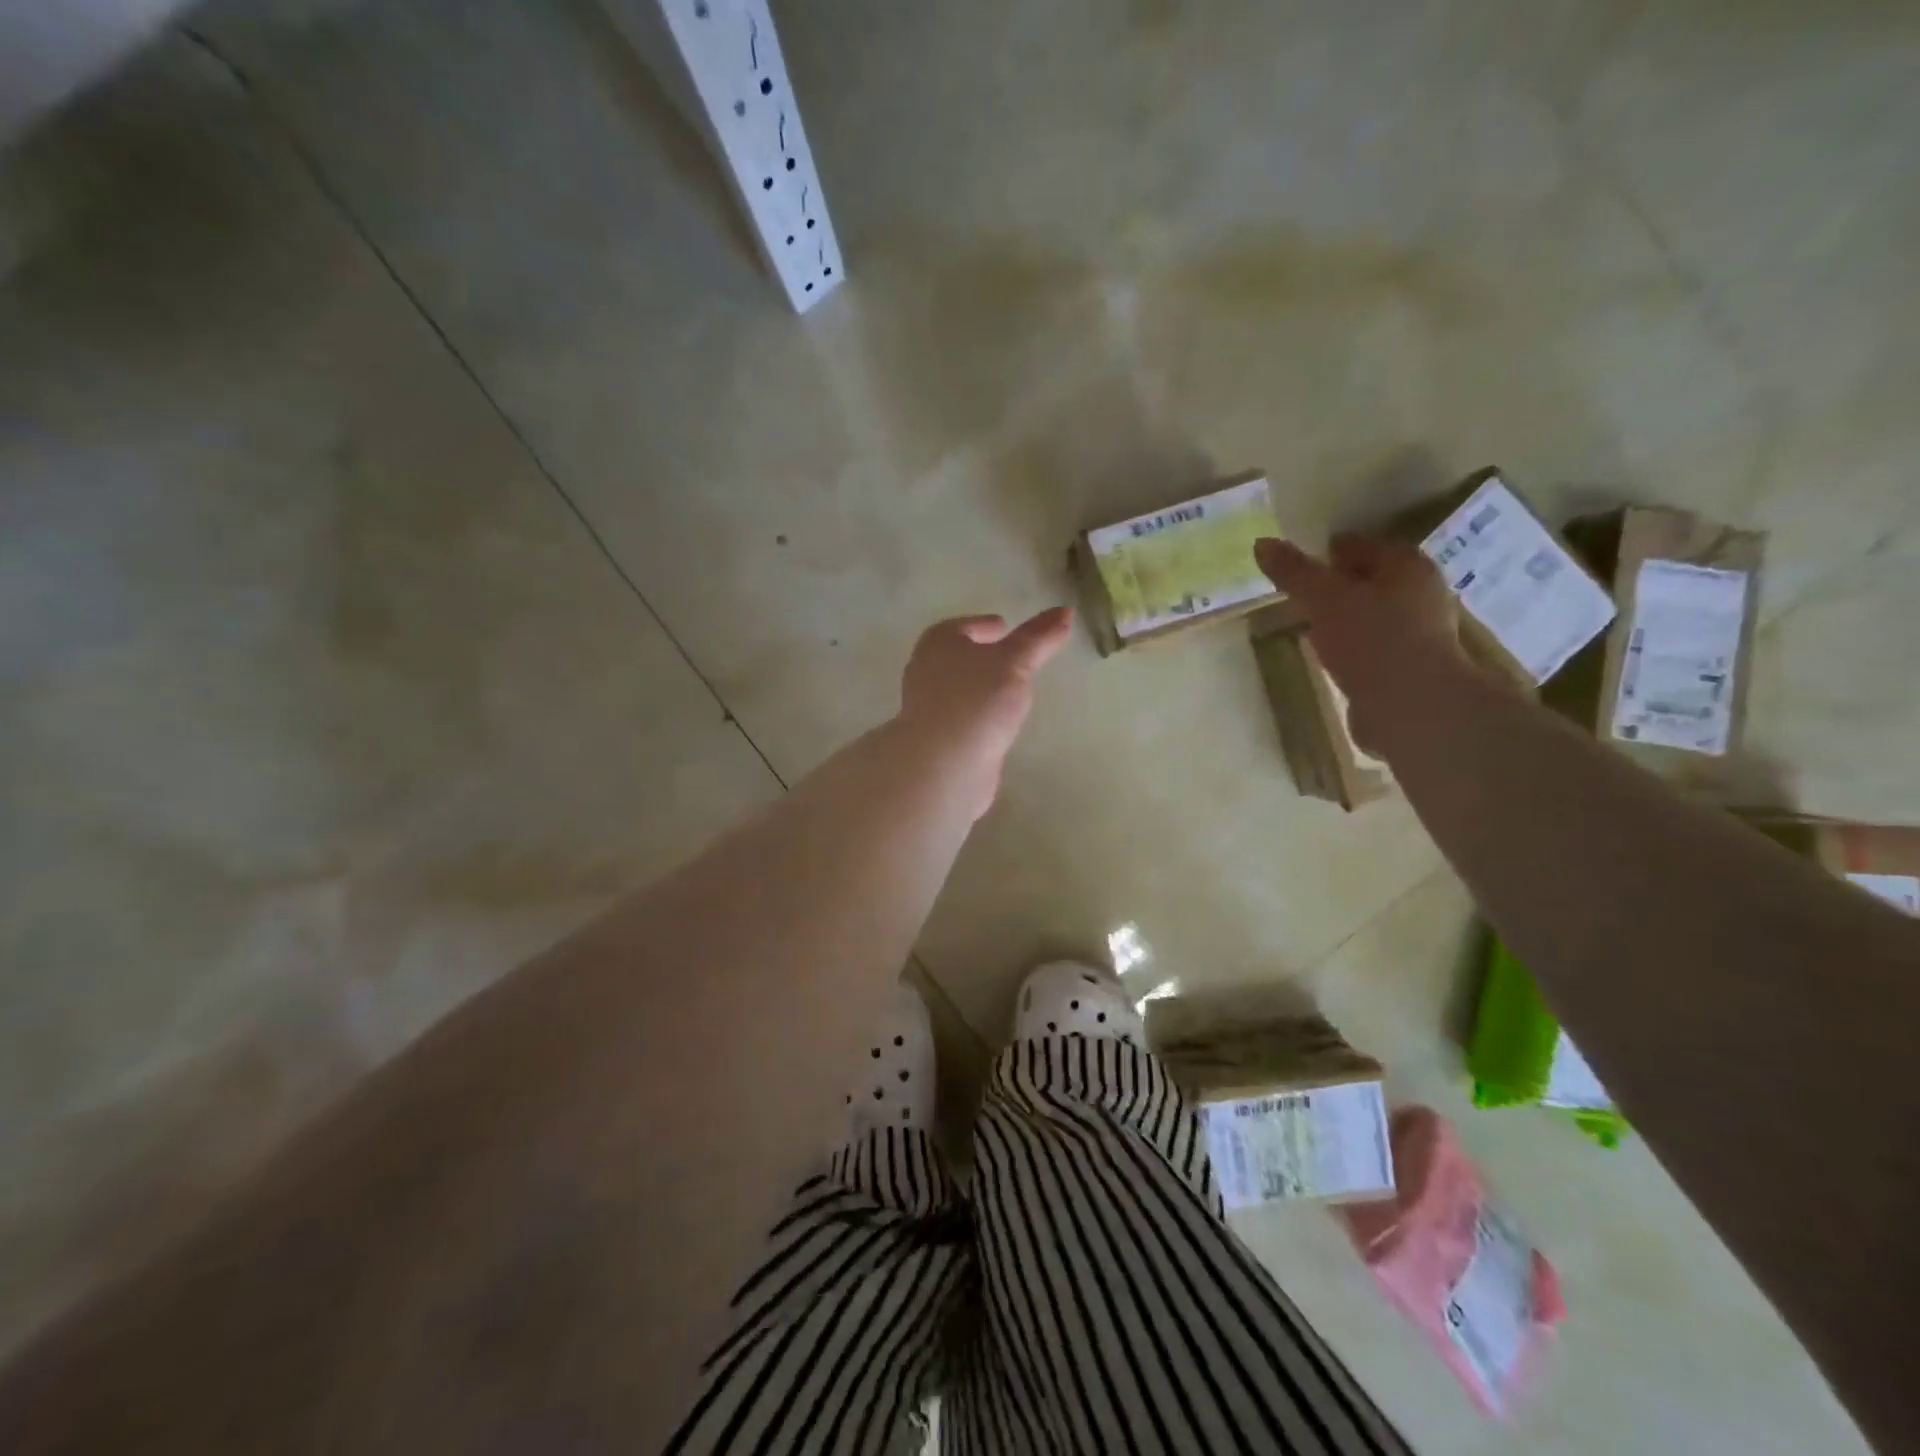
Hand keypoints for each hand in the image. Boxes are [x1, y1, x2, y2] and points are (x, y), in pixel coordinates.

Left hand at [898, 607, 1073, 817]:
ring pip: (960, 689)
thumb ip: (1039, 638)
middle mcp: (926, 670)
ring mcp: (928, 708)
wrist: (944, 765)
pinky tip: (998, 724)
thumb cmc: (977, 700)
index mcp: (938, 642)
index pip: (964, 626)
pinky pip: (963, 718)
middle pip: (958, 656)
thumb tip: (1065, 610)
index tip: (1006, 628)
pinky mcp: (936, 739)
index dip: (985, 625)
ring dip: (982, 687)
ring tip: (1012, 691)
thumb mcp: (1015, 662)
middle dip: (982, 656)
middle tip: (1012, 657)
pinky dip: (979, 716)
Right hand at [1254, 535, 1467, 753]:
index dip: (1329, 549)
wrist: (1411, 706)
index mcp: (1406, 566)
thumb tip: (1261, 543)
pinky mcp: (1407, 669)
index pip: (1361, 545)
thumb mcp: (1323, 598)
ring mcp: (1417, 634)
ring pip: (1370, 615)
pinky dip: (1349, 647)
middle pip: (1369, 580)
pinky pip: (1370, 647)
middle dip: (1337, 585)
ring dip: (1343, 618)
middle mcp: (1419, 594)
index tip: (1298, 560)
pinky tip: (1327, 655)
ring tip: (1307, 623)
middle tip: (1299, 592)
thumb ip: (1294, 571)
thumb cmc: (1371, 639)